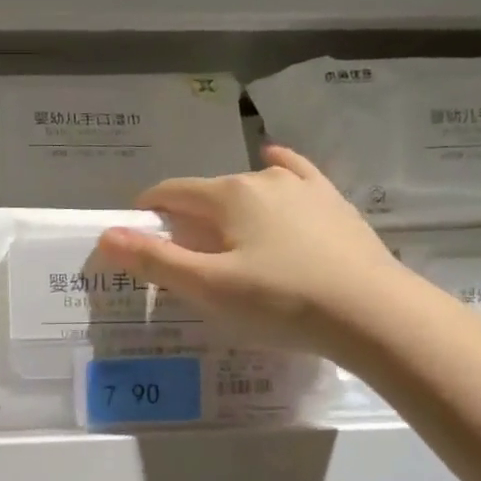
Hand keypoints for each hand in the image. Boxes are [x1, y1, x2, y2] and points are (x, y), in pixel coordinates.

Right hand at [94, 146, 421, 359]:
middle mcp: (261, 177)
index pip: (169, 193)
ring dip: (225, 206)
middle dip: (185, 218)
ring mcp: (303, 186)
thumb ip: (155, 260)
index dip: (145, 213)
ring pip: (248, 186)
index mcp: (226, 195)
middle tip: (183, 260)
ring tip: (224, 239)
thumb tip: (105, 235)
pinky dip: (276, 171)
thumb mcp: (209, 288)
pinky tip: (273, 166)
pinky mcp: (332, 202)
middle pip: (206, 192)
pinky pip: (294, 174)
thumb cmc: (282, 302)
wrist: (374, 314)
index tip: (136, 241)